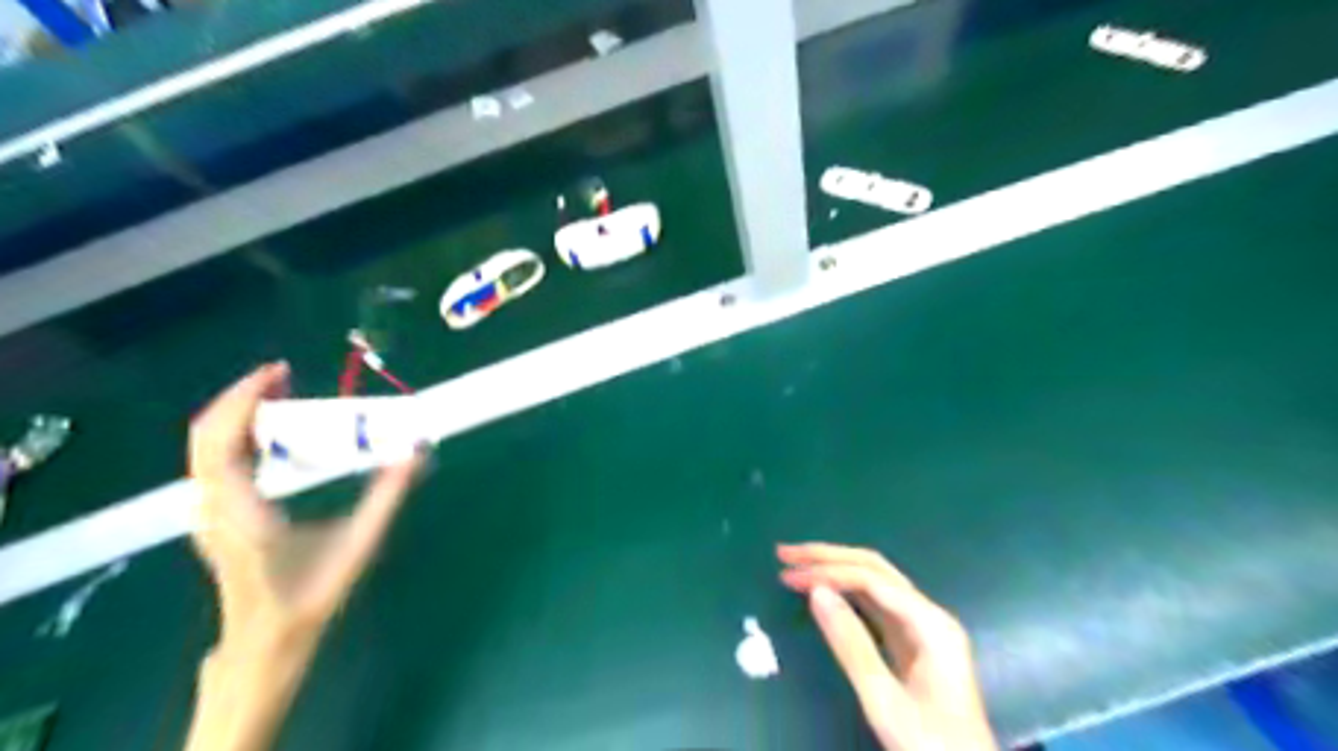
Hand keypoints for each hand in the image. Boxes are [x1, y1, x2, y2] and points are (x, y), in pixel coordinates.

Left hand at [187, 360, 426, 651]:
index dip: (245, 399)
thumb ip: (388, 495)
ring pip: (208, 446)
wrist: (266, 641)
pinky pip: (217, 460)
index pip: (221, 440)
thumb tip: (418, 453)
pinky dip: (241, 433)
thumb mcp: (358, 544)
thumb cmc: (310, 595)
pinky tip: (275, 433)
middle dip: (243, 397)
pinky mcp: (216, 514)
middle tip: (287, 376)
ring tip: (283, 396)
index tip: (280, 372)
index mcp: (238, 510)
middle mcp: (211, 505)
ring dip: (241, 413)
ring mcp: (207, 511)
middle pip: (207, 435)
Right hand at [775, 544, 990, 746]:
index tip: (787, 574)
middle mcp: (930, 615)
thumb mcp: (884, 699)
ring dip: (836, 570)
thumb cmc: (930, 744)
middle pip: (875, 569)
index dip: (827, 571)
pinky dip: (847, 593)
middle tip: (786, 553)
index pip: (871, 579)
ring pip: (875, 583)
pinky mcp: (916, 645)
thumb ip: (851, 644)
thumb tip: (816, 592)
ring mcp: (924, 629)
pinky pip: (878, 605)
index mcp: (930, 623)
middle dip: (829, 557)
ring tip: (798, 566)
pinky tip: (826, 592)